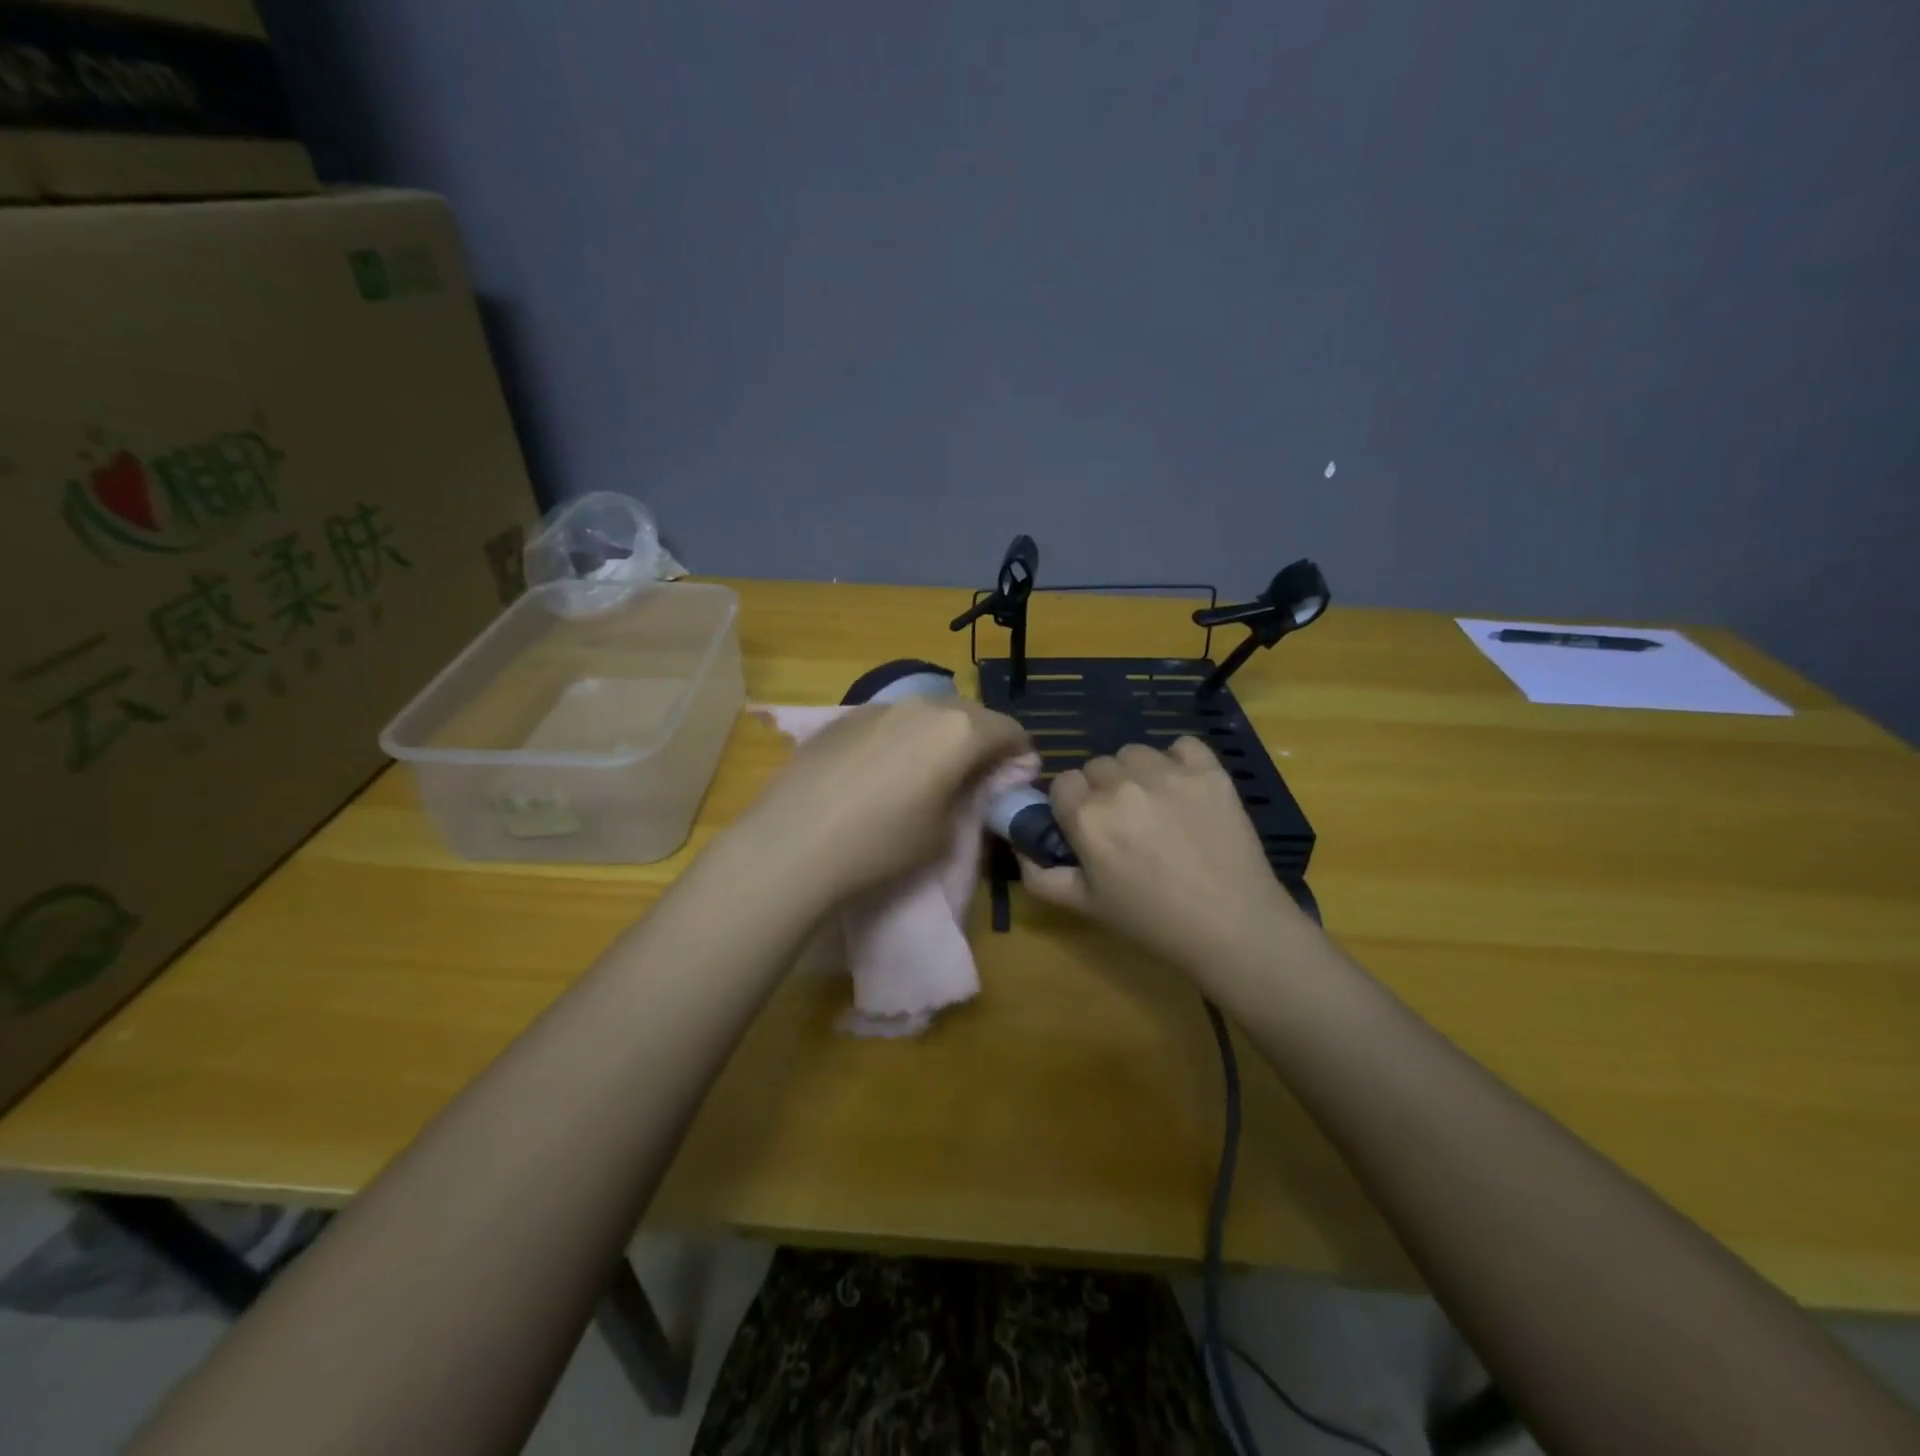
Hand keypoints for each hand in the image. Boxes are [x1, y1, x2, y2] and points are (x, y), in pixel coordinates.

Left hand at [730, 696, 1028, 905]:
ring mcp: (878, 706)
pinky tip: (881, 770)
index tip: (1014, 778)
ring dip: (939, 735)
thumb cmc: (882, 844)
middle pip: (969, 714)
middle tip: (975, 775)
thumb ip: (967, 797)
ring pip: (926, 713)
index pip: (1009, 730)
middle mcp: (922, 705)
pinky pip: (889, 720)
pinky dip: (900, 737)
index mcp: (959, 731)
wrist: (793, 844)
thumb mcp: (943, 832)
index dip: (1019, 754)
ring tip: (927, 770)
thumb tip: (973, 781)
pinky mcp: (842, 717)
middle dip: (981, 739)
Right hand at [1019, 738, 1308, 984]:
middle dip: (1104, 789)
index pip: (1062, 783)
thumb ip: (1039, 876)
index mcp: (1087, 816)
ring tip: (1157, 806)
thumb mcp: (1085, 907)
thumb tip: (1020, 847)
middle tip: (1125, 824)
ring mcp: (1168, 773)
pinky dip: (1179, 761)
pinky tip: (1186, 789)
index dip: (1072, 805)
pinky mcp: (1209, 771)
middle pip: (1097, 766)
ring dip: (1138, 774)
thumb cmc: (1153, 922)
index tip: (1087, 829)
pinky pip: (1182, 745)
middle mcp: (1121, 785)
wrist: (1234, 927)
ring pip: (1135, 753)